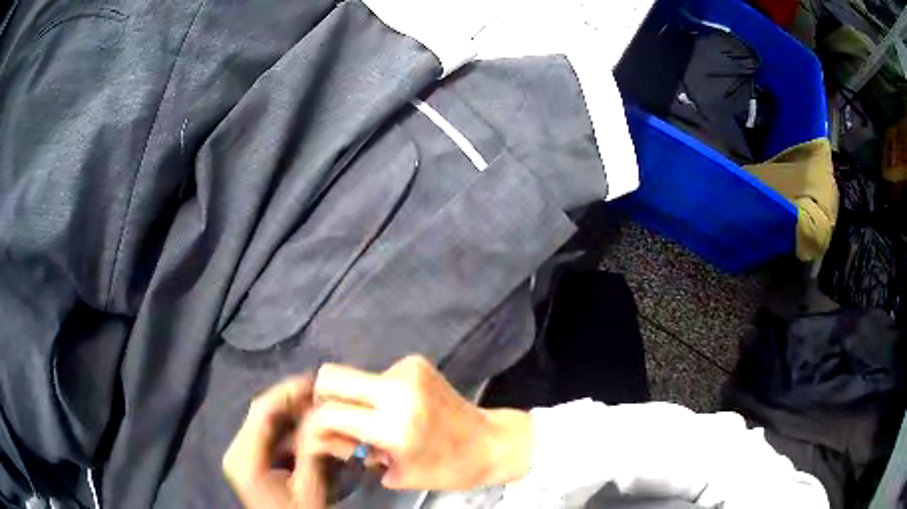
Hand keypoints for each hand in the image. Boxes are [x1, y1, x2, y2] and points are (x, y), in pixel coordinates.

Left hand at [223, 377, 325, 508]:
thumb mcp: (310, 488)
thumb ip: (313, 451)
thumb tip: (320, 415)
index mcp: (244, 458)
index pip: (263, 412)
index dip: (288, 392)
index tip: (316, 381)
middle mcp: (237, 450)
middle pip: (263, 415)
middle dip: (293, 403)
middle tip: (323, 394)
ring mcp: (242, 455)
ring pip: (268, 424)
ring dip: (293, 416)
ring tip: (320, 408)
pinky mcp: (250, 460)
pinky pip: (270, 437)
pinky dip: (291, 431)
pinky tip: (310, 430)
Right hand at [304, 356, 534, 490]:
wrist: (491, 442)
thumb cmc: (447, 468)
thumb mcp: (397, 473)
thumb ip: (355, 452)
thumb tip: (324, 435)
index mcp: (394, 426)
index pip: (329, 414)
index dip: (316, 426)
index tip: (323, 436)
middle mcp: (397, 391)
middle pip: (331, 376)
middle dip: (324, 398)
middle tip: (339, 421)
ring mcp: (408, 371)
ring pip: (354, 376)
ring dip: (355, 398)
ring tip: (377, 421)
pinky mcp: (416, 363)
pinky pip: (377, 375)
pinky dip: (377, 393)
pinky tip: (397, 409)